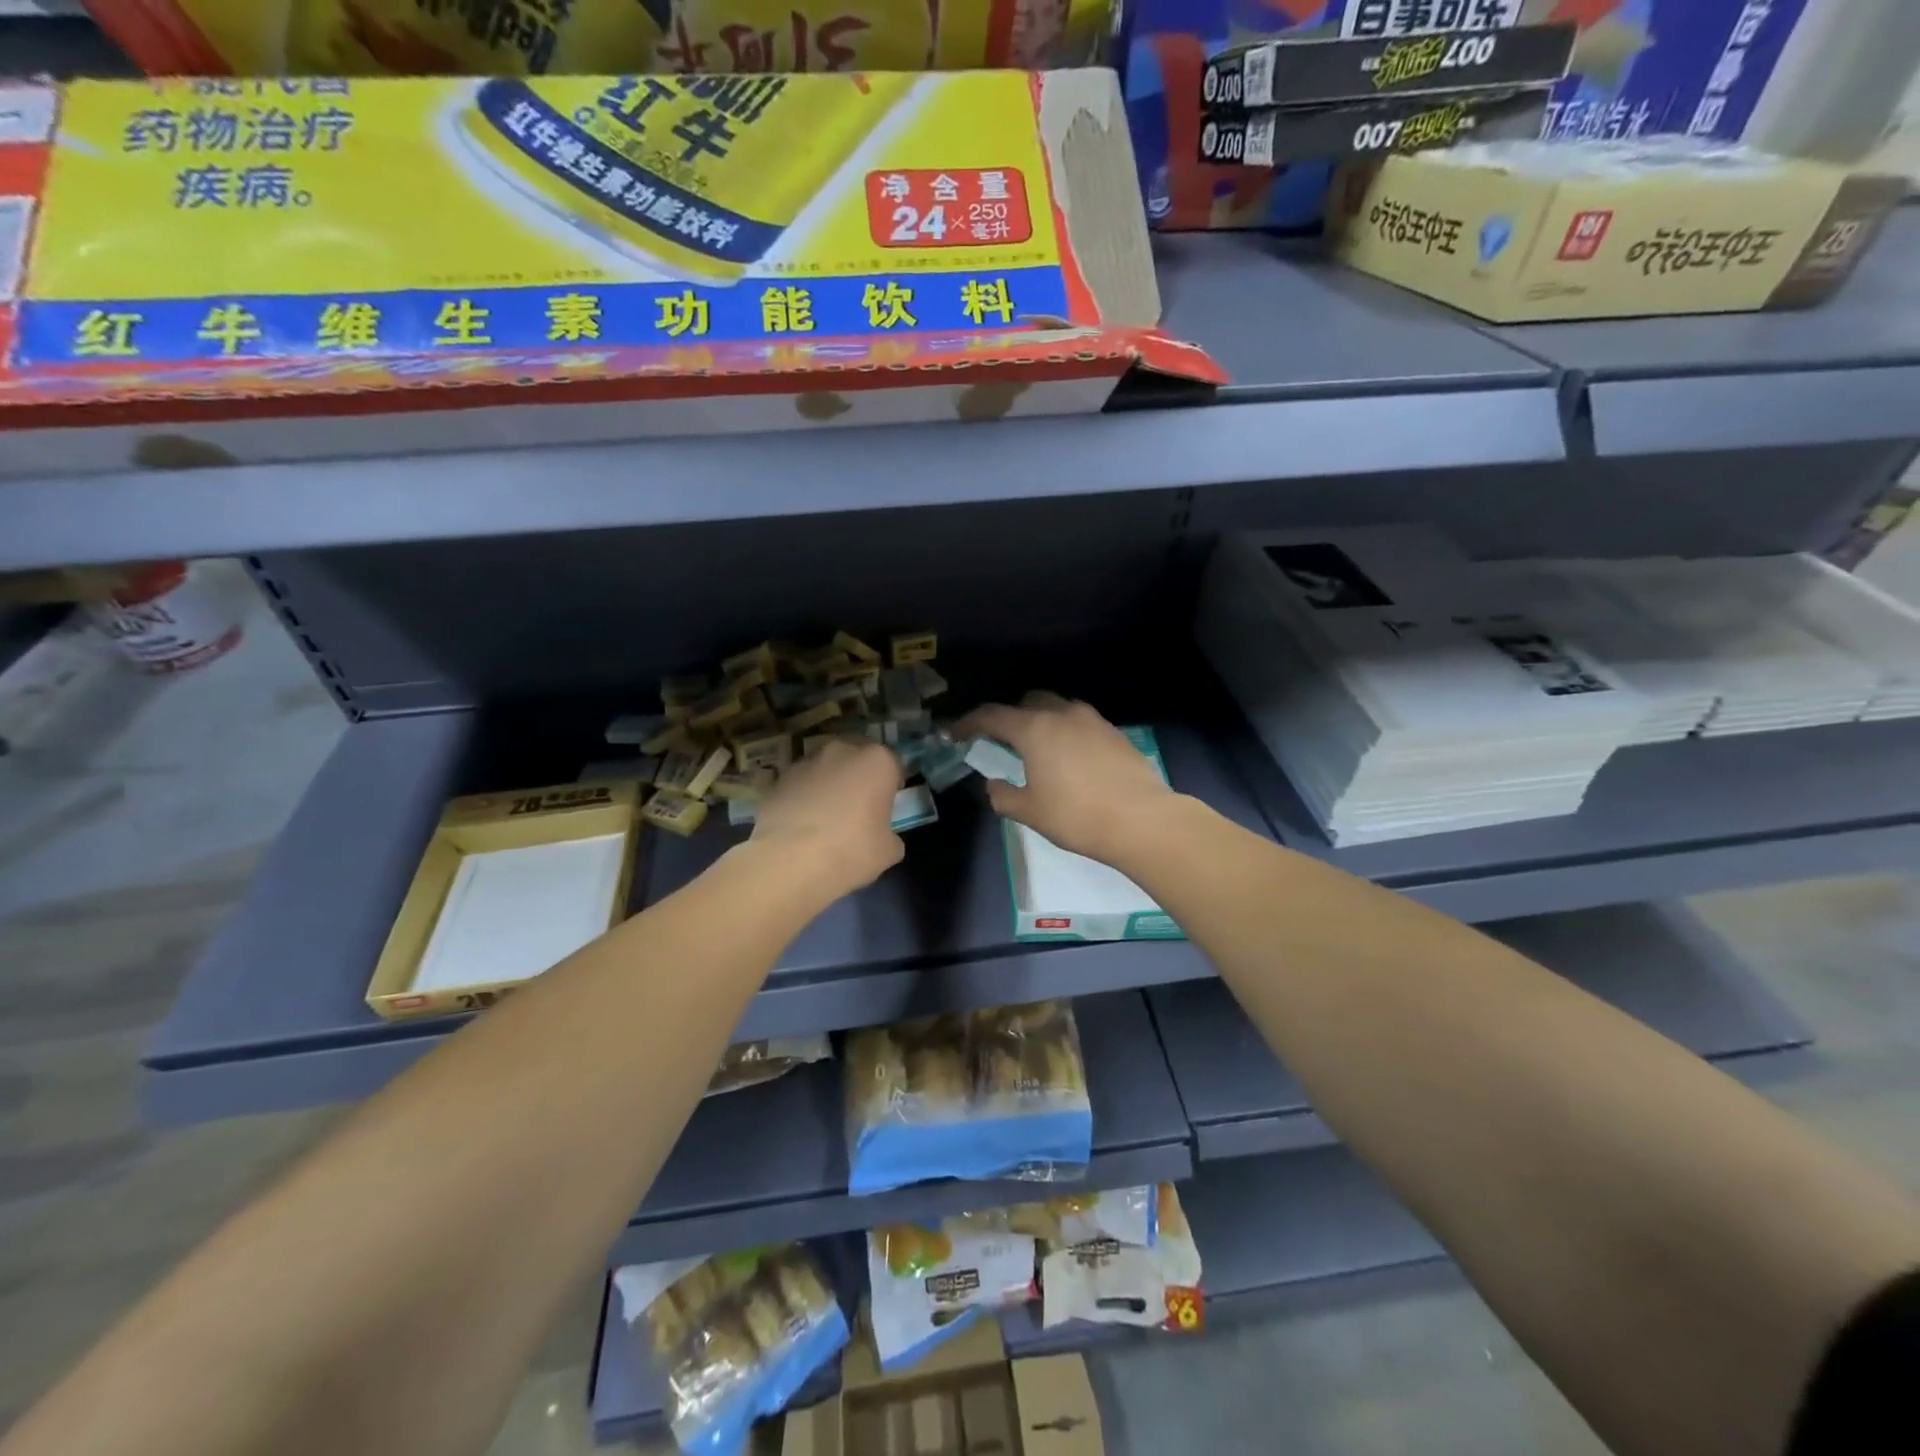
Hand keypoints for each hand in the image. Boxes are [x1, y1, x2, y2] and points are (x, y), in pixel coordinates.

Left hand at [749, 738, 904, 896]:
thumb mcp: (888, 851)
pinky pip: (800, 785)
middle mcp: (841, 751)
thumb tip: (881, 835)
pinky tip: (801, 825)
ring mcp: (805, 762)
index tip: (888, 806)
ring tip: (825, 818)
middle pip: (857, 759)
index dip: (892, 785)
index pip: (893, 765)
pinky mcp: (777, 779)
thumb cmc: (850, 851)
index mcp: (877, 761)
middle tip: (858, 808)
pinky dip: (803, 798)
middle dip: (859, 778)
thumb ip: (889, 834)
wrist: (788, 861)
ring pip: (825, 769)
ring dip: (829, 785)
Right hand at [955, 693, 1174, 864]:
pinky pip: (1080, 722)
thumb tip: (994, 785)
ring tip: (1038, 747)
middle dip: (1009, 716)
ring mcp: (1092, 720)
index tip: (956, 733)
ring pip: (1057, 707)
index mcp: (1034, 729)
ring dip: (1041, 720)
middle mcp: (1062, 714)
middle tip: (1001, 740)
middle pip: (1027, 702)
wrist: (1141, 819)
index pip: (991, 716)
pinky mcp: (1114, 732)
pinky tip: (1069, 757)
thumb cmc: (1076, 816)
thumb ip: (1003, 795)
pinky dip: (1066, 731)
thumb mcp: (1030, 812)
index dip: (969, 723)